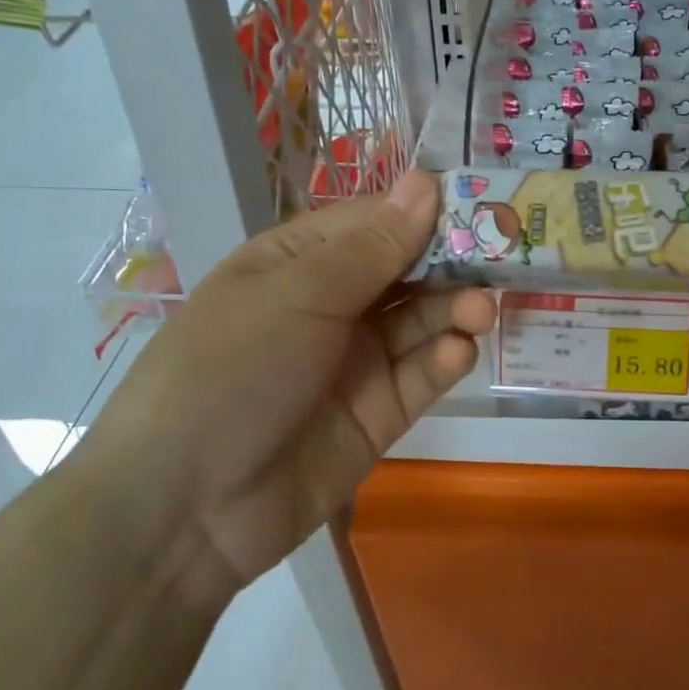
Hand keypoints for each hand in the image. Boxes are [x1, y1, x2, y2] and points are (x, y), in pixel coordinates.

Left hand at [76, 172, 494, 592]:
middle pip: (406, 272)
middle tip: (502, 258)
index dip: (424, 212)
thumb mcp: (298, 295)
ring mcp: (356, 362)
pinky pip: (420, 377)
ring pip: (421, 323)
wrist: (186, 507)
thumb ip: (373, 247)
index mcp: (297, 263)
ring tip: (480, 309)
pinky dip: (443, 361)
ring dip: (453, 310)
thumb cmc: (231, 370)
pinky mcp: (378, 414)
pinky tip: (457, 353)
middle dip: (450, 264)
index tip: (481, 204)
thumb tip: (426, 181)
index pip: (374, 223)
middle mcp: (331, 306)